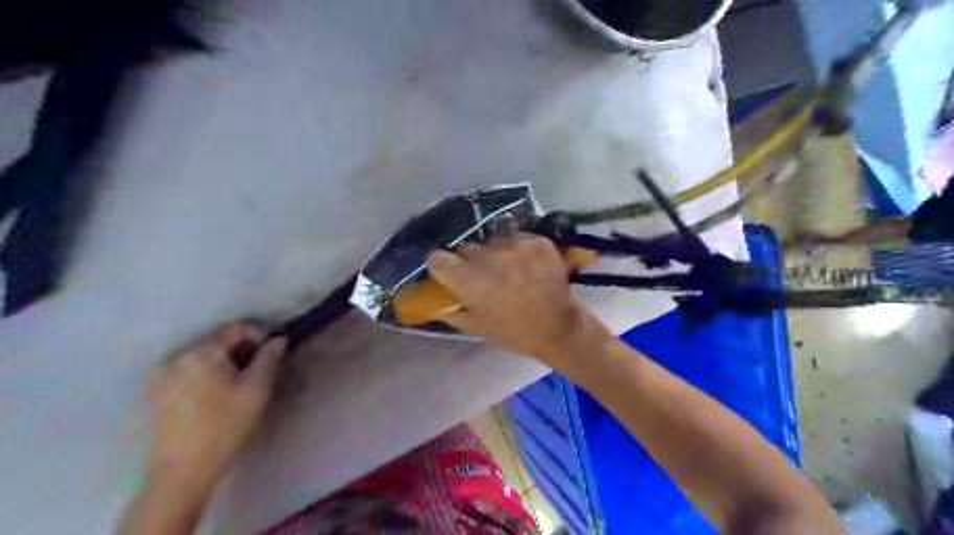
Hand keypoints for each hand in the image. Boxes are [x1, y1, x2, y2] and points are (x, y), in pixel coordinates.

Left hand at [145, 324, 286, 486]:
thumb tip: (278, 340)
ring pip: (201, 357)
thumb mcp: (257, 390)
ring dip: (222, 362)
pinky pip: (186, 371)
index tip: (272, 354)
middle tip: (257, 370)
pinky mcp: (154, 394)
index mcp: (202, 352)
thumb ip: (269, 358)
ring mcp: (160, 375)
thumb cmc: (225, 426)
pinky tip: (214, 396)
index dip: (258, 335)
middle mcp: (176, 357)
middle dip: (240, 350)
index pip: (235, 328)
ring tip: (237, 384)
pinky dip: (204, 374)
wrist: (181, 472)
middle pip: (215, 341)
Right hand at [424, 231, 594, 365]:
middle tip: (483, 276)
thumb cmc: (512, 332)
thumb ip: (450, 308)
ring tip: (509, 269)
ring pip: (493, 241)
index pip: (436, 257)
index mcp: (467, 279)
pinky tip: (528, 265)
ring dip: (496, 253)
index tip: (448, 273)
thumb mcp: (474, 326)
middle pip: (466, 248)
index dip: (440, 266)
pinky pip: (518, 239)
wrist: (557, 327)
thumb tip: (435, 297)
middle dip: (470, 261)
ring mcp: (515, 245)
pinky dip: (520, 250)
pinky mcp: (536, 241)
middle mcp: (487, 256)